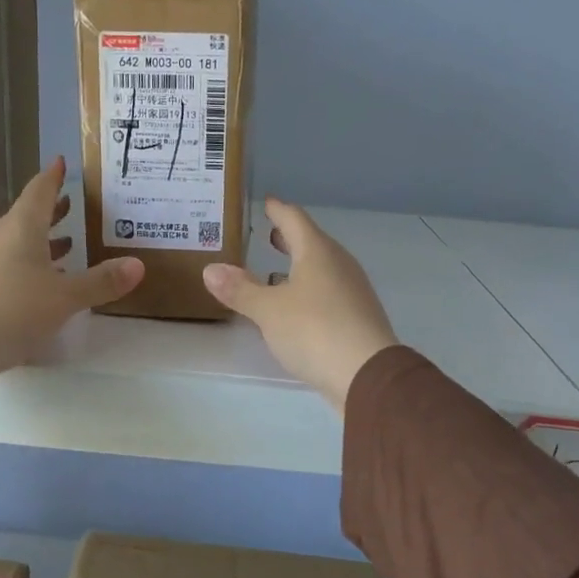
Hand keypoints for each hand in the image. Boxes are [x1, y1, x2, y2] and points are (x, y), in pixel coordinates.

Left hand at [0, 157, 143, 375]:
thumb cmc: (13, 310)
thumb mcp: (65, 298)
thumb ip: (101, 282)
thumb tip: (138, 265)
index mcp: (21, 229)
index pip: (39, 191)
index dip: (53, 177)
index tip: (62, 162)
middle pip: (28, 215)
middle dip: (52, 210)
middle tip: (72, 203)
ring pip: (17, 241)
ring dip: (42, 239)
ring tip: (66, 243)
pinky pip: (7, 262)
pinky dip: (28, 262)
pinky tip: (41, 281)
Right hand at [202, 199, 397, 410]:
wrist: (367, 375)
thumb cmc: (314, 330)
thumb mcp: (267, 310)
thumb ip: (240, 289)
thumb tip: (211, 269)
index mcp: (318, 252)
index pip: (294, 219)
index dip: (278, 209)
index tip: (267, 202)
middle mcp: (339, 264)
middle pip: (311, 242)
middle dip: (289, 239)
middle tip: (269, 235)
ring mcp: (352, 291)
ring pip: (321, 269)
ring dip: (299, 267)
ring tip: (274, 273)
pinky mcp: (357, 317)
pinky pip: (327, 292)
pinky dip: (308, 291)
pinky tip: (295, 308)